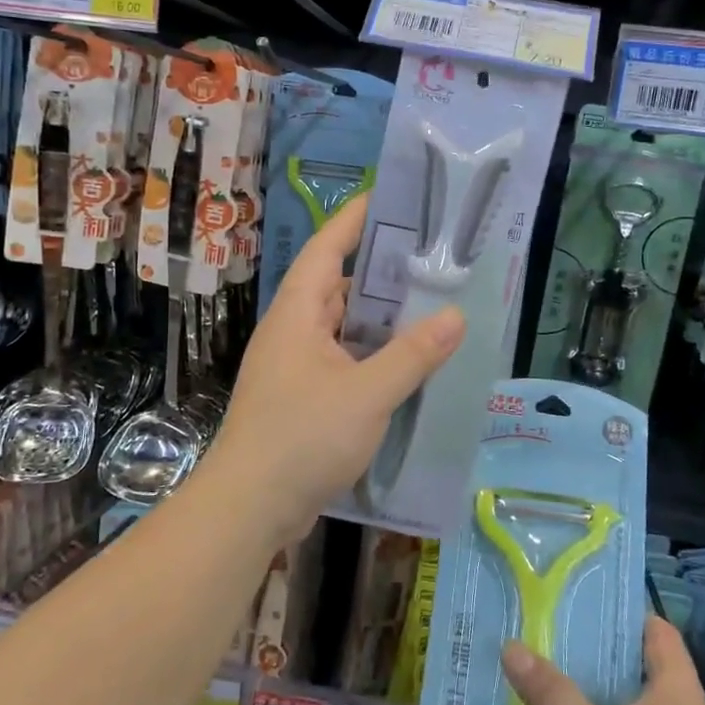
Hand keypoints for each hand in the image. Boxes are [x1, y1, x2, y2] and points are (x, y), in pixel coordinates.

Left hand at [206, 193, 464, 540]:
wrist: (249, 508)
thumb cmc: (302, 437)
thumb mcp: (367, 393)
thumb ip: (412, 354)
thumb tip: (455, 315)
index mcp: (298, 313)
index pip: (327, 249)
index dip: (354, 219)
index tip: (388, 195)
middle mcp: (293, 331)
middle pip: (337, 284)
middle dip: (379, 267)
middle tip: (428, 253)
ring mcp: (295, 366)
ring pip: (342, 326)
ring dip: (379, 316)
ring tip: (428, 302)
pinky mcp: (303, 397)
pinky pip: (343, 359)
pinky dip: (372, 353)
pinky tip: (406, 361)